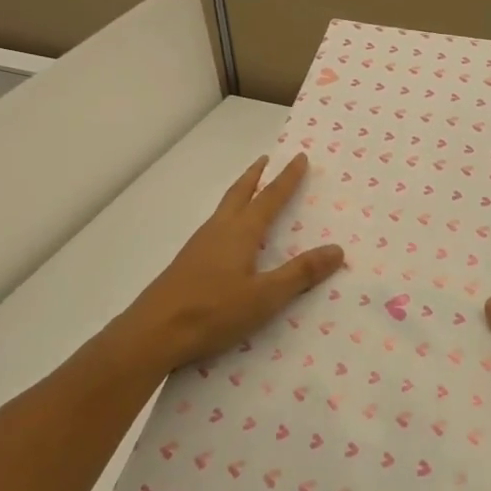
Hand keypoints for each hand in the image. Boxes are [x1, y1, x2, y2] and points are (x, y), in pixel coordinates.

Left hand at [112, 153, 344, 376]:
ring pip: (224, 209)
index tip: (299, 157)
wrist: (152, 333)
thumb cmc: (212, 311)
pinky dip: (228, 217)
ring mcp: (199, 246)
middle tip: (266, 159)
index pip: (270, 198)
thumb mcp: (264, 297)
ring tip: (249, 191)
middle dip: (255, 175)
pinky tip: (227, 236)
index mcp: (240, 232)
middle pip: (239, 193)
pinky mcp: (187, 264)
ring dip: (240, 194)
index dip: (287, 178)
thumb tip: (337, 250)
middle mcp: (219, 230)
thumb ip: (300, 274)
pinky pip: (214, 227)